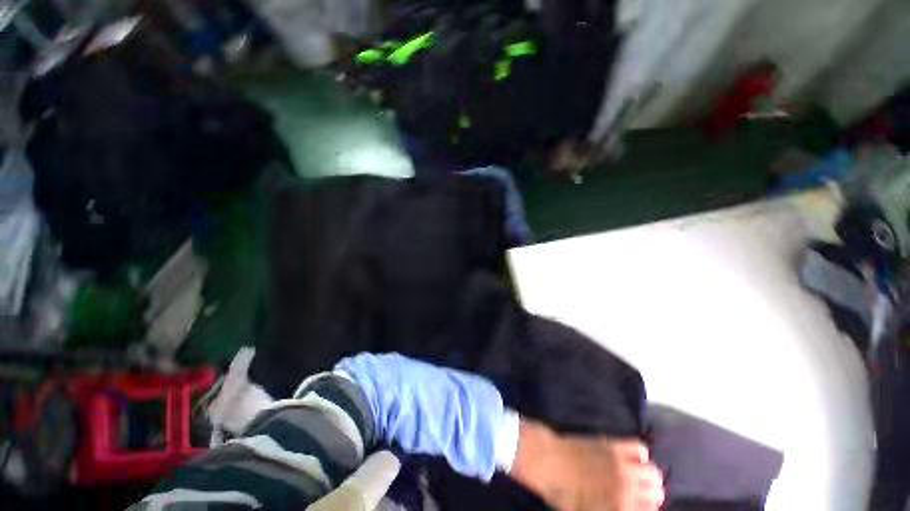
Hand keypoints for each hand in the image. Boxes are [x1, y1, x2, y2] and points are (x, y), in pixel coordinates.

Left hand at [510, 419, 663, 510]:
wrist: (547, 461)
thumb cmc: (563, 493)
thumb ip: (613, 509)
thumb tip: (625, 505)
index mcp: (620, 507)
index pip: (651, 510)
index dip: (647, 509)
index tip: (640, 507)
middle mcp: (626, 486)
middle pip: (657, 492)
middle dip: (651, 495)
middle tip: (639, 494)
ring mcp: (620, 463)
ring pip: (653, 471)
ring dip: (649, 476)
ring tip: (638, 477)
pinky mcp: (612, 444)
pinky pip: (639, 447)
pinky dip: (640, 454)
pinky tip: (632, 458)